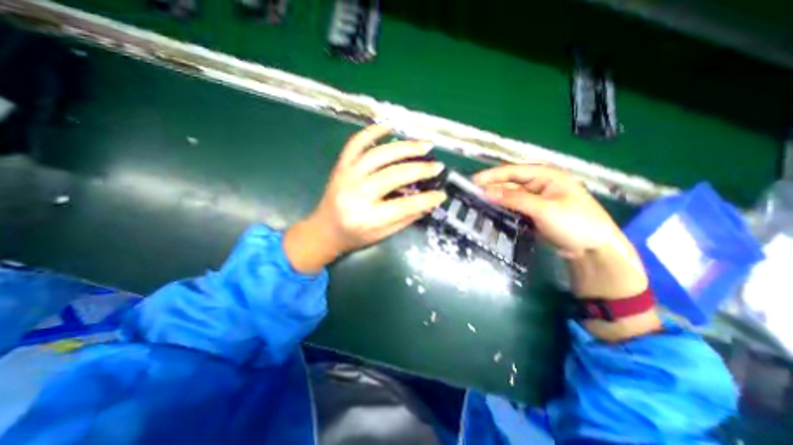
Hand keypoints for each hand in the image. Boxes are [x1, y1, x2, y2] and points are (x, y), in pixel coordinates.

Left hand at [283, 123, 445, 273]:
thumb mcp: (382, 235)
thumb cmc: (355, 236)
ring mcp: (346, 176)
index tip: (442, 194)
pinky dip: (373, 131)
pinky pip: (356, 143)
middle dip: (420, 169)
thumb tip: (429, 202)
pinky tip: (390, 126)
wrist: (324, 230)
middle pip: (393, 176)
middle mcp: (356, 194)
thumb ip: (406, 218)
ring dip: (405, 147)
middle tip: (438, 166)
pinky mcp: (340, 166)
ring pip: (379, 154)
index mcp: (367, 218)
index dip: (427, 199)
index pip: (404, 206)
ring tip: (425, 145)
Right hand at [476, 165, 657, 341]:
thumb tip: (487, 192)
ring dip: (495, 198)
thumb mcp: (543, 209)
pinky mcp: (533, 212)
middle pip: (510, 182)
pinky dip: (502, 208)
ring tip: (477, 201)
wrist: (593, 250)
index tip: (473, 181)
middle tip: (471, 193)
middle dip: (492, 187)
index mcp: (546, 175)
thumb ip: (514, 199)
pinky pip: (514, 206)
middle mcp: (539, 184)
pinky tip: (491, 211)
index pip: (513, 171)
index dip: (492, 175)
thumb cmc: (574, 223)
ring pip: (510, 195)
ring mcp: (536, 199)